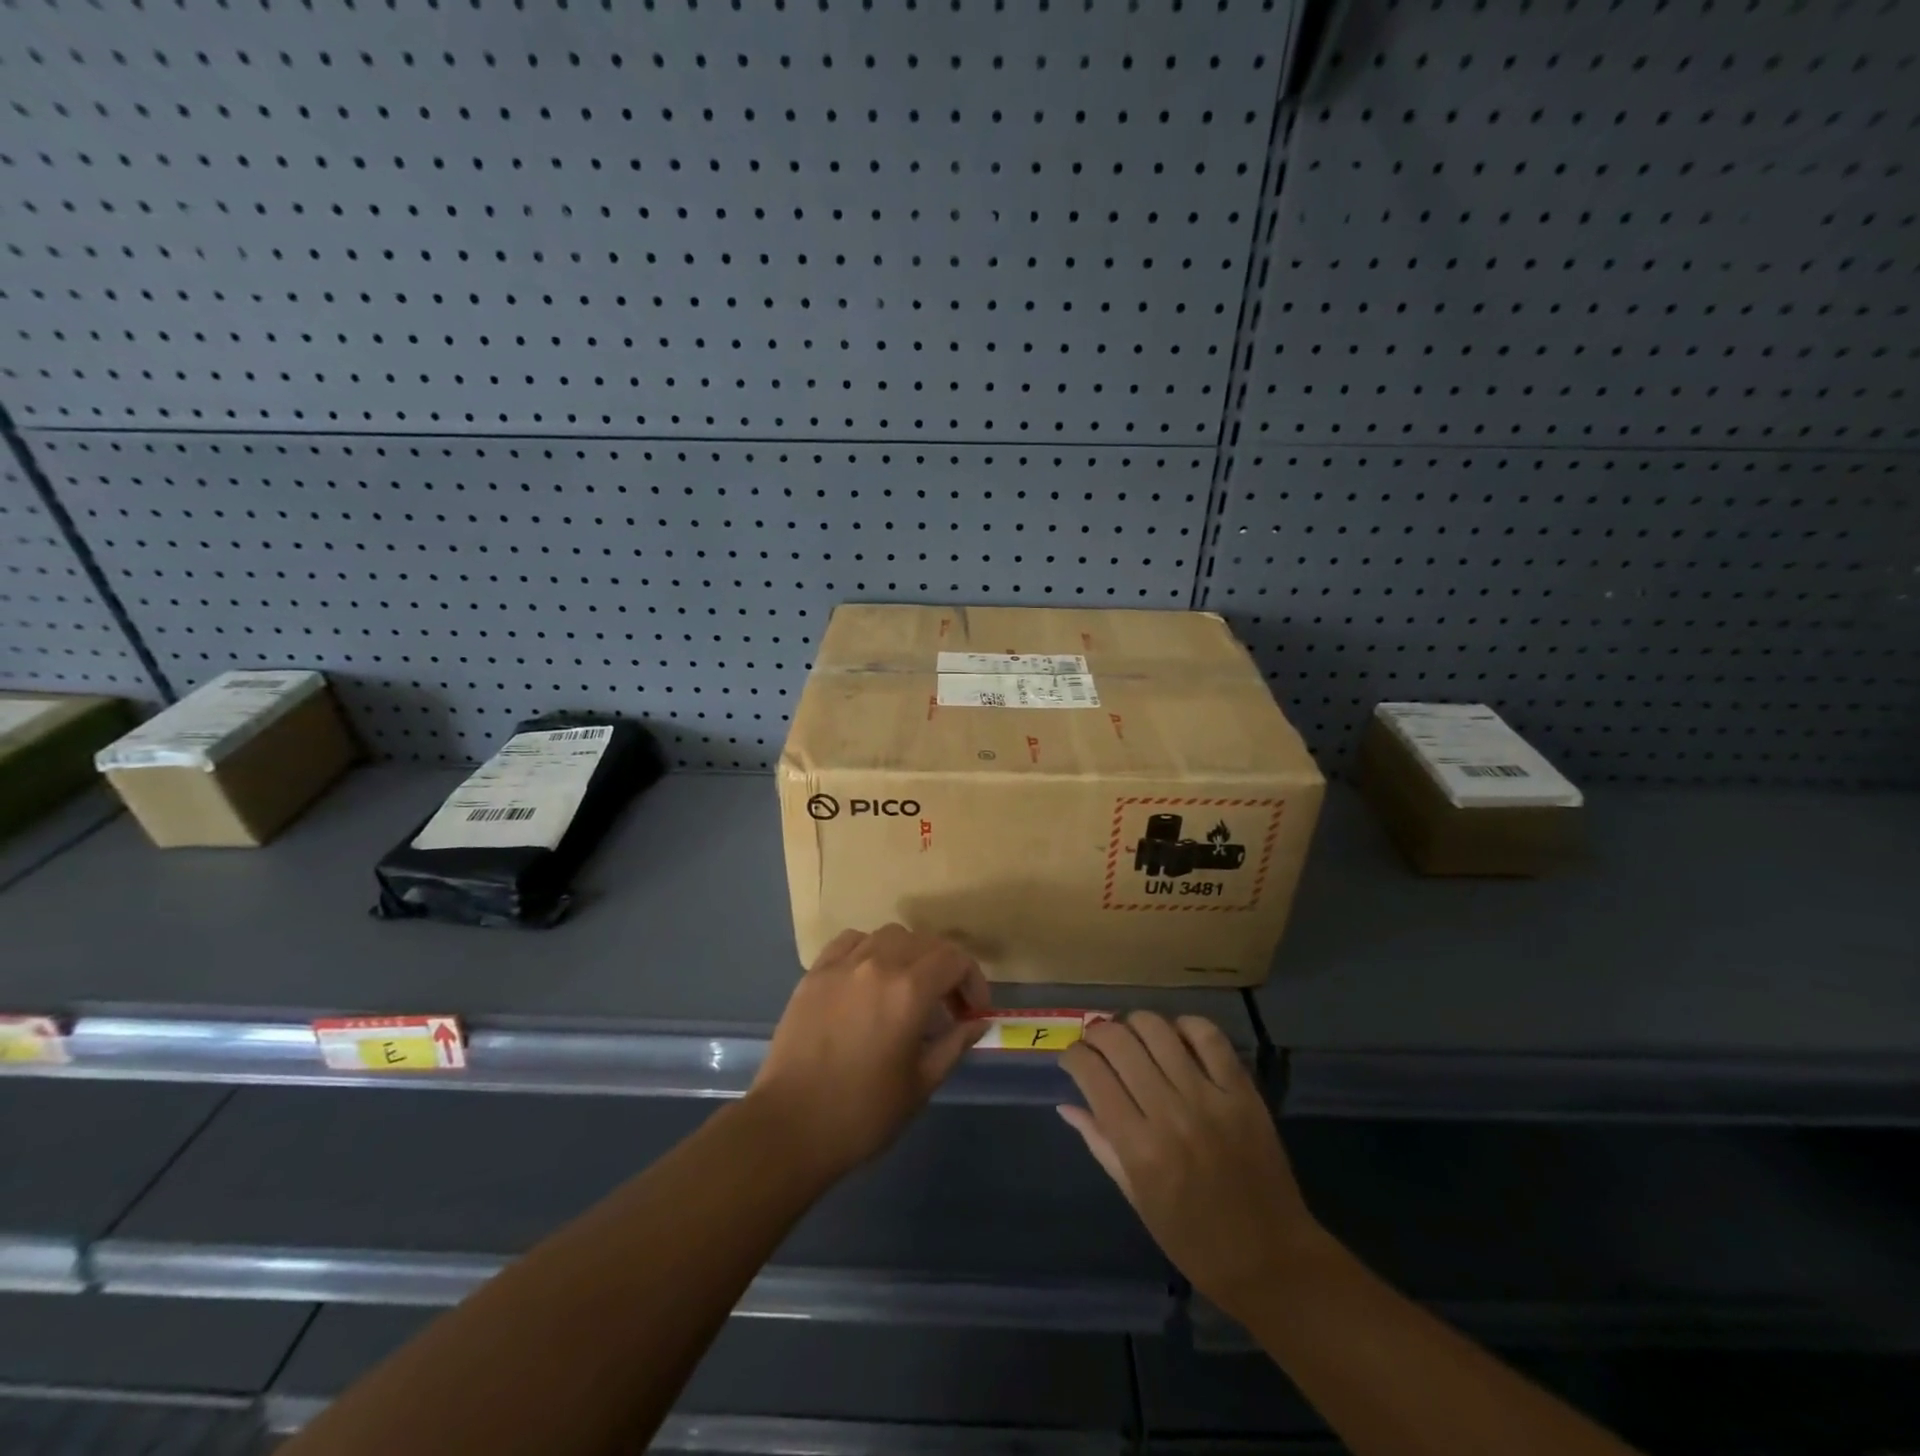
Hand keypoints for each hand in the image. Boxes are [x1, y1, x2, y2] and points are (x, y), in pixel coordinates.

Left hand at [750, 925, 990, 1182]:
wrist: (789, 1127)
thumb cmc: (862, 1113)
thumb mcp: (920, 1084)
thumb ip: (954, 1044)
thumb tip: (977, 1022)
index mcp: (909, 990)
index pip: (955, 959)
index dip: (973, 980)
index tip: (973, 1011)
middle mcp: (878, 964)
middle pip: (925, 942)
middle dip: (946, 968)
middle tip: (947, 1005)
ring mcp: (842, 964)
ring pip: (889, 935)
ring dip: (910, 954)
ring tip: (908, 988)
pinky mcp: (815, 973)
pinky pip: (851, 941)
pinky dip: (870, 949)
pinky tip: (869, 977)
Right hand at [1059, 1013, 1324, 1321]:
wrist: (1273, 1261)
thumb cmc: (1194, 1241)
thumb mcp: (1137, 1199)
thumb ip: (1100, 1144)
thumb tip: (1067, 1105)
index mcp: (1140, 1148)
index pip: (1092, 1074)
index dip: (1073, 1056)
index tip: (1072, 1060)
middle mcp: (1170, 1114)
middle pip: (1120, 1042)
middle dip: (1098, 1033)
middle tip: (1097, 1043)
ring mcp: (1210, 1098)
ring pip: (1158, 1030)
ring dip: (1134, 1024)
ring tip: (1133, 1037)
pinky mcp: (1242, 1092)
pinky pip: (1208, 1036)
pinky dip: (1185, 1025)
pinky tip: (1175, 1037)